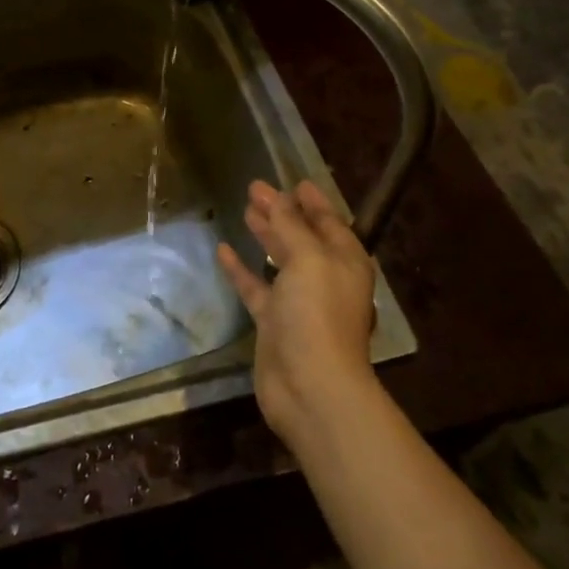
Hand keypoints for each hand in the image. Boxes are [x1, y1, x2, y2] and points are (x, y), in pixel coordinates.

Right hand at [217, 180, 381, 448]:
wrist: (310, 387)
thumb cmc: (317, 314)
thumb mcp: (307, 259)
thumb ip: (290, 226)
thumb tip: (277, 197)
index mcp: (344, 261)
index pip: (329, 222)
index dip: (313, 202)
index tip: (295, 181)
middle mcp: (324, 278)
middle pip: (302, 237)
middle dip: (282, 212)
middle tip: (256, 190)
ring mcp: (298, 302)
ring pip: (280, 259)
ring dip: (265, 235)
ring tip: (245, 211)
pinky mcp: (274, 323)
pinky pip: (256, 287)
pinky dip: (242, 269)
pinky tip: (223, 250)